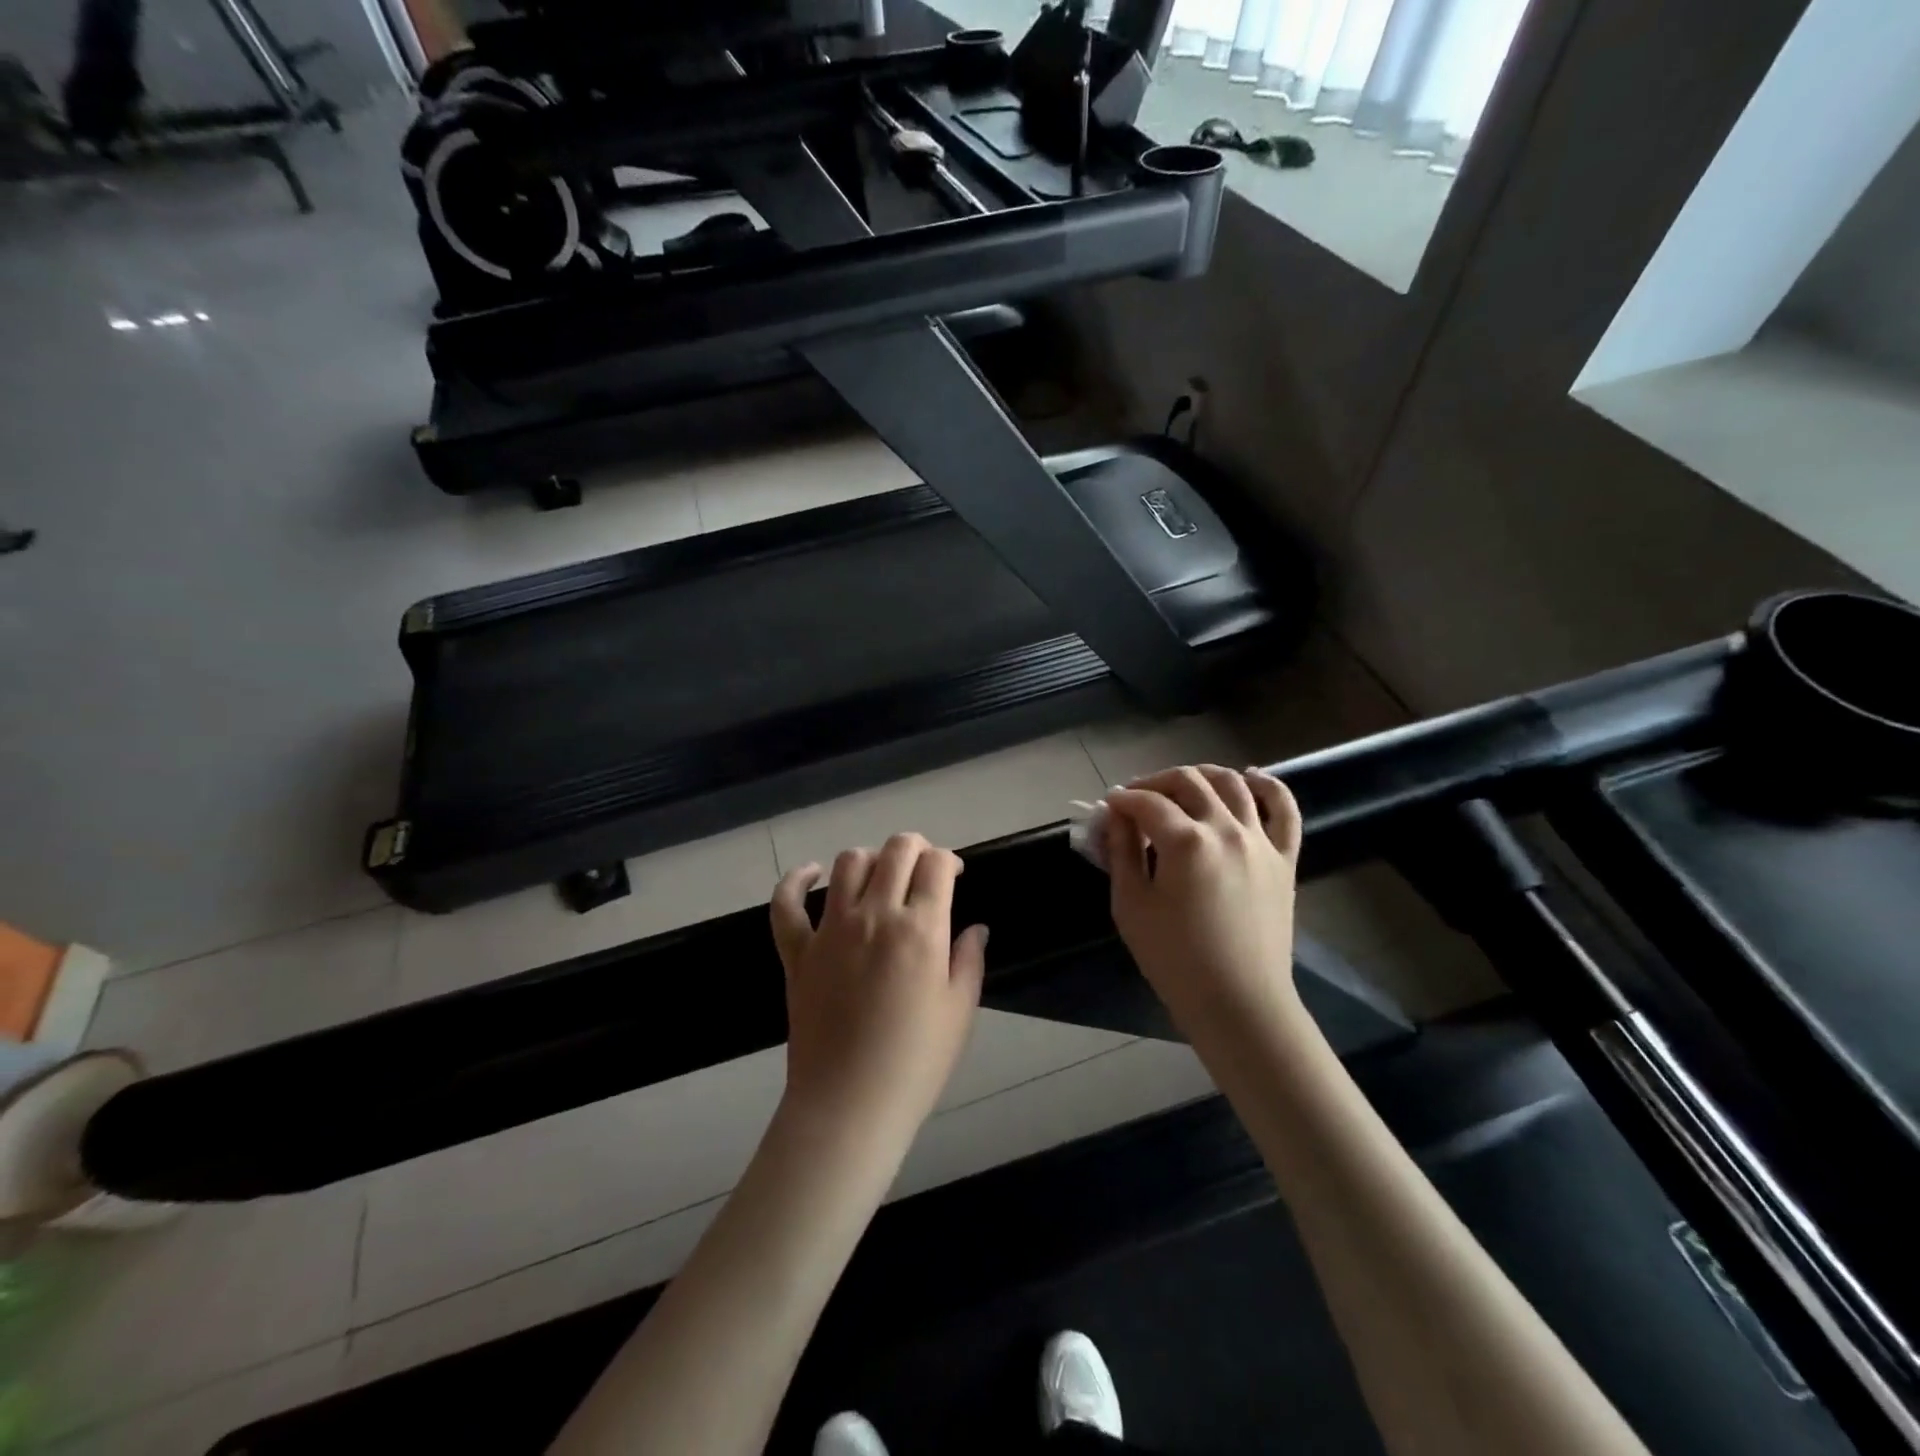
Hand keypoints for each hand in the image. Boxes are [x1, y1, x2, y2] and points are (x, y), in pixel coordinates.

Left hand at [770, 834, 987, 1147]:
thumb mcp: (959, 1012)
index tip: (953, 875)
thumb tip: (975, 928)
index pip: (936, 864)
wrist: (848, 1106)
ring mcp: (830, 930)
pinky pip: (786, 904)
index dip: (949, 859)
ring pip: (848, 863)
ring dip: (870, 858)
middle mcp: (874, 915)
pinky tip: (810, 873)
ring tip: (881, 876)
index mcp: (920, 929)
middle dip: (915, 847)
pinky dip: (796, 880)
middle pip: (895, 850)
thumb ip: (968, 960)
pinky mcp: (797, 951)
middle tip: (923, 868)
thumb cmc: (915, 1063)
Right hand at [1104, 766, 1303, 1039]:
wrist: (1238, 1003)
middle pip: (1188, 782)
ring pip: (1233, 784)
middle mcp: (1226, 829)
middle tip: (1136, 799)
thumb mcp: (1132, 906)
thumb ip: (1121, 853)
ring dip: (1201, 775)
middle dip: (1155, 782)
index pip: (1147, 803)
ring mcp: (1261, 841)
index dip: (1122, 800)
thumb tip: (1115, 817)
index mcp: (1186, 842)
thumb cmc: (1175, 960)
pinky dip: (1268, 785)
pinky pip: (1284, 809)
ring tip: (1181, 785)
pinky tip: (1250, 777)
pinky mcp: (1284, 858)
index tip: (1107, 807)